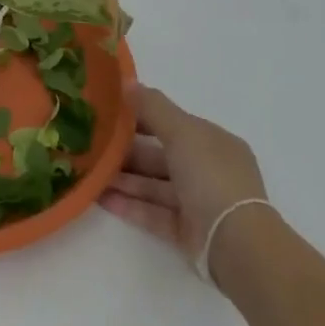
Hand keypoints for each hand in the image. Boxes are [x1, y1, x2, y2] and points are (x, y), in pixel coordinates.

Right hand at [99, 81, 270, 289]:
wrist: (235, 244)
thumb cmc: (210, 176)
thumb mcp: (182, 131)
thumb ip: (153, 107)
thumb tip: (127, 82)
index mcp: (212, 143)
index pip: (172, 124)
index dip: (141, 117)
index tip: (107, 113)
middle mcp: (206, 171)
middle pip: (159, 156)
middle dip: (126, 152)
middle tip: (91, 147)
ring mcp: (197, 203)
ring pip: (153, 186)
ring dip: (122, 179)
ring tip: (89, 174)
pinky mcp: (186, 232)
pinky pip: (152, 213)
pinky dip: (128, 205)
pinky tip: (100, 198)